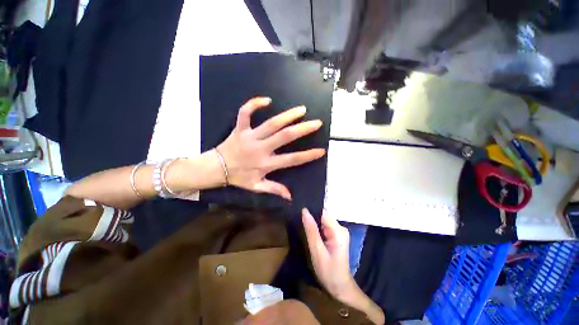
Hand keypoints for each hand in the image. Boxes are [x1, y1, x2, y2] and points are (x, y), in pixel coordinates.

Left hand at [217, 97, 325, 199]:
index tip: (321, 150)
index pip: (291, 159)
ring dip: (287, 116)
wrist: (215, 168)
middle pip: (284, 137)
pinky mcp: (240, 128)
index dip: (308, 156)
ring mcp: (250, 136)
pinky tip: (267, 100)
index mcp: (266, 164)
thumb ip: (274, 189)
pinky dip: (254, 104)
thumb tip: (290, 197)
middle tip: (316, 123)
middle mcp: (261, 148)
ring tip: (301, 110)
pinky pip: (245, 113)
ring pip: (271, 124)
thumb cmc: (238, 177)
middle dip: (302, 129)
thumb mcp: (257, 187)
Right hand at [302, 208, 354, 301]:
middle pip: (324, 215)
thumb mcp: (317, 251)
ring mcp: (339, 231)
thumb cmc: (328, 272)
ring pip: (323, 219)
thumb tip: (304, 210)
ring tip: (303, 224)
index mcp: (338, 231)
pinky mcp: (336, 234)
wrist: (340, 286)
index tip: (299, 210)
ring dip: (313, 221)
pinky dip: (317, 226)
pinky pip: (324, 225)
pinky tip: (310, 230)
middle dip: (312, 216)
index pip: (323, 212)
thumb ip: (311, 230)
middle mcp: (341, 227)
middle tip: (299, 218)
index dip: (311, 210)